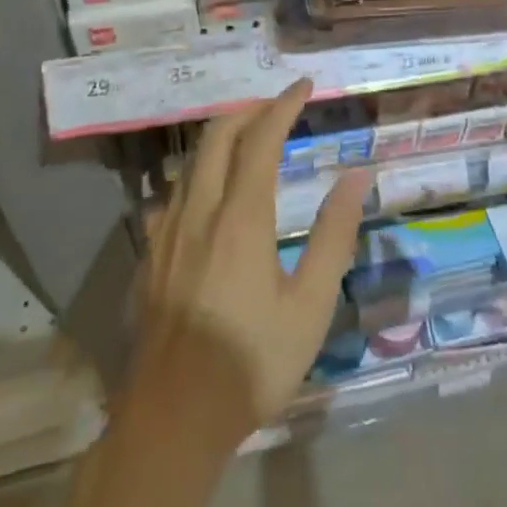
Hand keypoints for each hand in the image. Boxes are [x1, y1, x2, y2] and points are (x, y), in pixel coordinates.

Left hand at [127, 78, 367, 444]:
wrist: (171, 420)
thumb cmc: (251, 364)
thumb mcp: (311, 305)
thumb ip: (334, 235)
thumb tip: (357, 177)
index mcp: (241, 220)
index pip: (261, 140)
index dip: (283, 105)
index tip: (305, 85)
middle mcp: (198, 213)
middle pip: (217, 137)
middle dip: (249, 109)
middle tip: (279, 104)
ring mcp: (165, 234)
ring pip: (191, 162)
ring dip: (222, 137)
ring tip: (251, 137)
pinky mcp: (149, 256)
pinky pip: (174, 193)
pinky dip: (200, 172)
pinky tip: (211, 193)